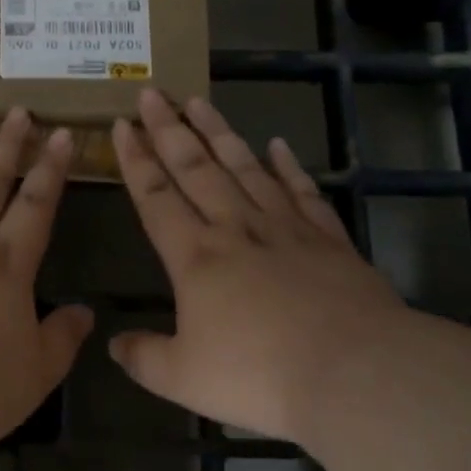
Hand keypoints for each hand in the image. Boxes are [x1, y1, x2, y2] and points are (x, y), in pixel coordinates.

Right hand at [110, 90, 412, 442]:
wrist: (355, 374)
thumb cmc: (259, 375)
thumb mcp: (183, 378)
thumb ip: (143, 358)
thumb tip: (115, 345)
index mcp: (195, 257)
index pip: (155, 196)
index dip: (135, 159)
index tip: (123, 124)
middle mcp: (236, 229)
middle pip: (196, 167)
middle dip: (169, 128)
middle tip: (153, 92)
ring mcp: (286, 229)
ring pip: (245, 167)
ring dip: (219, 132)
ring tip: (199, 100)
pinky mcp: (329, 240)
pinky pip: (303, 193)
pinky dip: (289, 167)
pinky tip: (278, 145)